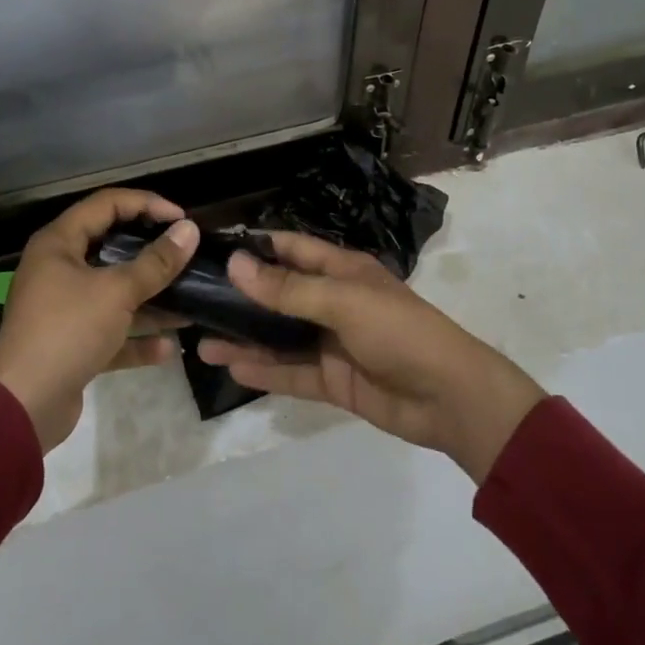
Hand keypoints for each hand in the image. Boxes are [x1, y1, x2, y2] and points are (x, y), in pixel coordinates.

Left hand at [0, 187, 198, 452]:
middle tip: (186, 253)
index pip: (107, 203)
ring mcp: (64, 307)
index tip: (182, 219)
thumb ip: (156, 262)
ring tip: (191, 299)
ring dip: (150, 297)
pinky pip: (110, 331)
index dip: (146, 204)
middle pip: (112, 246)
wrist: (24, 406)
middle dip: (152, 252)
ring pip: (114, 292)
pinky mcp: (71, 343)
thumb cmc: (67, 331)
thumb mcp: (117, 292)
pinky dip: (136, 337)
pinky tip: (168, 347)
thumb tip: (190, 231)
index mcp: (59, 243)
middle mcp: (58, 268)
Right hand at [199, 232, 544, 482]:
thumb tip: (235, 263)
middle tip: (195, 299)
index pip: (292, 250)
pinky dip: (264, 371)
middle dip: (241, 297)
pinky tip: (232, 368)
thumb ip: (287, 288)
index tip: (213, 250)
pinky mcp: (333, 380)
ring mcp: (332, 343)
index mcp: (342, 271)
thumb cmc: (398, 330)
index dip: (256, 247)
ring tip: (200, 340)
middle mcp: (333, 302)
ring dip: (245, 338)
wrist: (450, 397)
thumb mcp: (341, 301)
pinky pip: (291, 373)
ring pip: (279, 337)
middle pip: (279, 295)